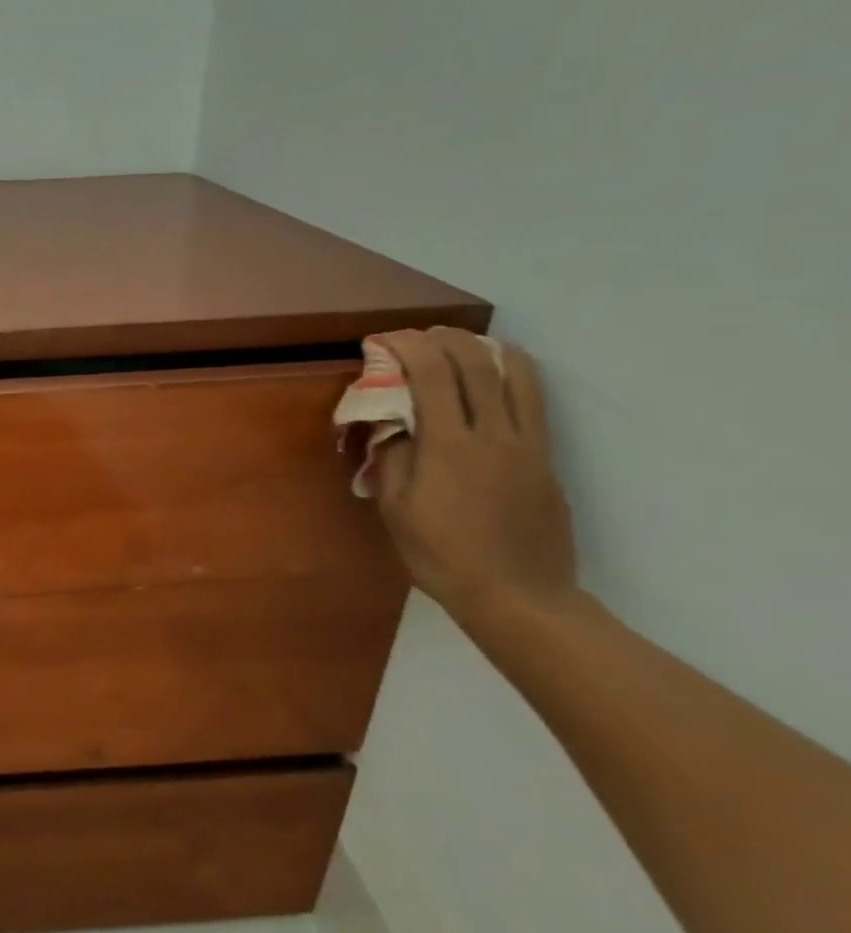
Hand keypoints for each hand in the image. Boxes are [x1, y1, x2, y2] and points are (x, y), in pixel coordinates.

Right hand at [372, 329, 578, 627]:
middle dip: (446, 340)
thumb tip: (390, 421)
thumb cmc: (442, 555)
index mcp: (451, 446)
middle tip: (419, 336)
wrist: (518, 596)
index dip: (409, 348)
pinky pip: (533, 401)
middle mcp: (495, 434)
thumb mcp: (396, 509)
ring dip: (487, 349)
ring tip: (464, 343)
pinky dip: (514, 375)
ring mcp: (528, 445)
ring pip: (518, 375)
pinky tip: (497, 377)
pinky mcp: (546, 459)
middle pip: (477, 365)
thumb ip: (391, 457)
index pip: (434, 375)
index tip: (385, 340)